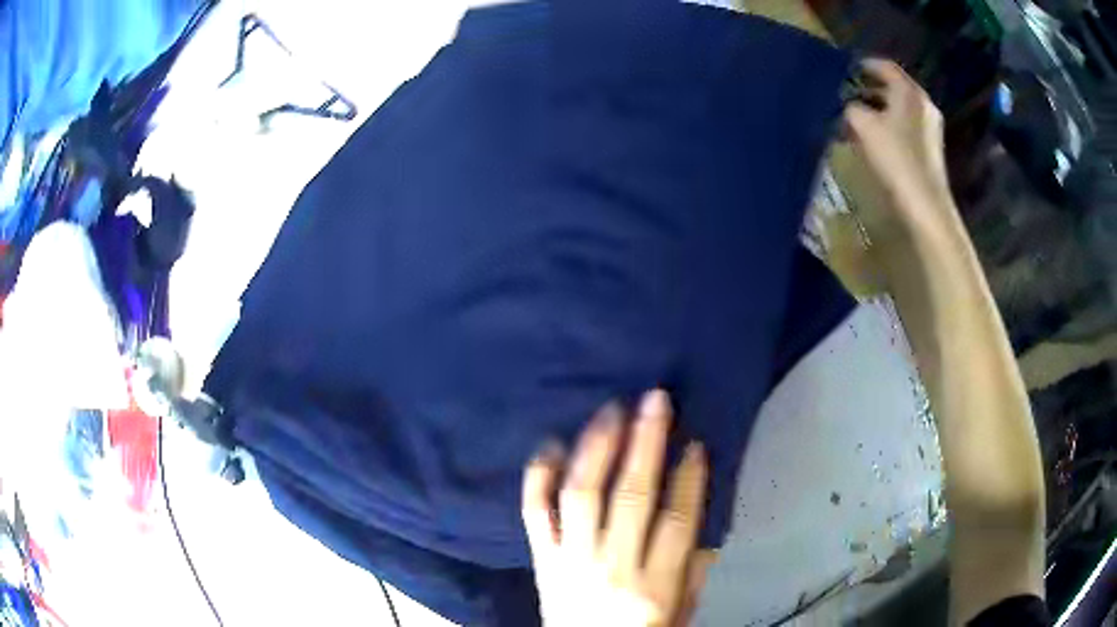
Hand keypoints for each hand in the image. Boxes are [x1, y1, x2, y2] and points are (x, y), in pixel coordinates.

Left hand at [522, 390, 710, 626]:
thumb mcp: (682, 610)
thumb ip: (695, 568)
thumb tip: (704, 516)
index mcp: (656, 582)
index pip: (678, 520)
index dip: (690, 478)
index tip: (695, 442)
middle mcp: (613, 565)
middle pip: (632, 495)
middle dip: (646, 442)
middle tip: (654, 400)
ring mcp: (571, 559)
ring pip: (582, 494)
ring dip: (598, 447)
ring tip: (611, 411)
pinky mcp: (542, 558)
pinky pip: (535, 512)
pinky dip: (539, 477)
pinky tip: (552, 443)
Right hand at [844, 59, 960, 243]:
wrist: (925, 205)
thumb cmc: (896, 158)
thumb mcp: (863, 126)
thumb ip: (851, 108)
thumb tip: (848, 106)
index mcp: (909, 92)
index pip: (884, 66)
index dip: (862, 64)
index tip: (844, 69)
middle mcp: (922, 104)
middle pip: (892, 87)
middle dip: (867, 89)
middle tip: (845, 95)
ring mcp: (929, 127)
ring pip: (898, 108)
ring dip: (876, 110)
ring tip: (854, 120)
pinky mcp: (929, 148)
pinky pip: (905, 126)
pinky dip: (887, 126)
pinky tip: (872, 139)